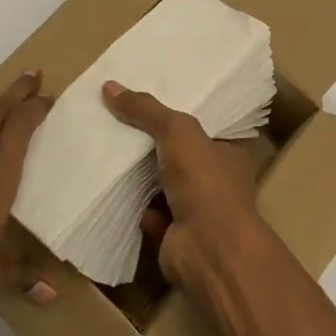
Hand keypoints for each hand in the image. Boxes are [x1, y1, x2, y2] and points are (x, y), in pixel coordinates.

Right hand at [102, 81, 265, 289]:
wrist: (207, 248)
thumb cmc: (204, 182)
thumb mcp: (177, 131)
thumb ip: (146, 110)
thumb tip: (109, 86)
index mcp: (228, 154)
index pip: (203, 129)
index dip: (177, 116)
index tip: (147, 104)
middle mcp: (217, 183)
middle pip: (179, 157)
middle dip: (152, 146)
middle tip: (117, 125)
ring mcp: (197, 212)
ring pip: (162, 187)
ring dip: (139, 177)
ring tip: (107, 152)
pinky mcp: (175, 237)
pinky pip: (149, 215)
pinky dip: (133, 207)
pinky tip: (109, 190)